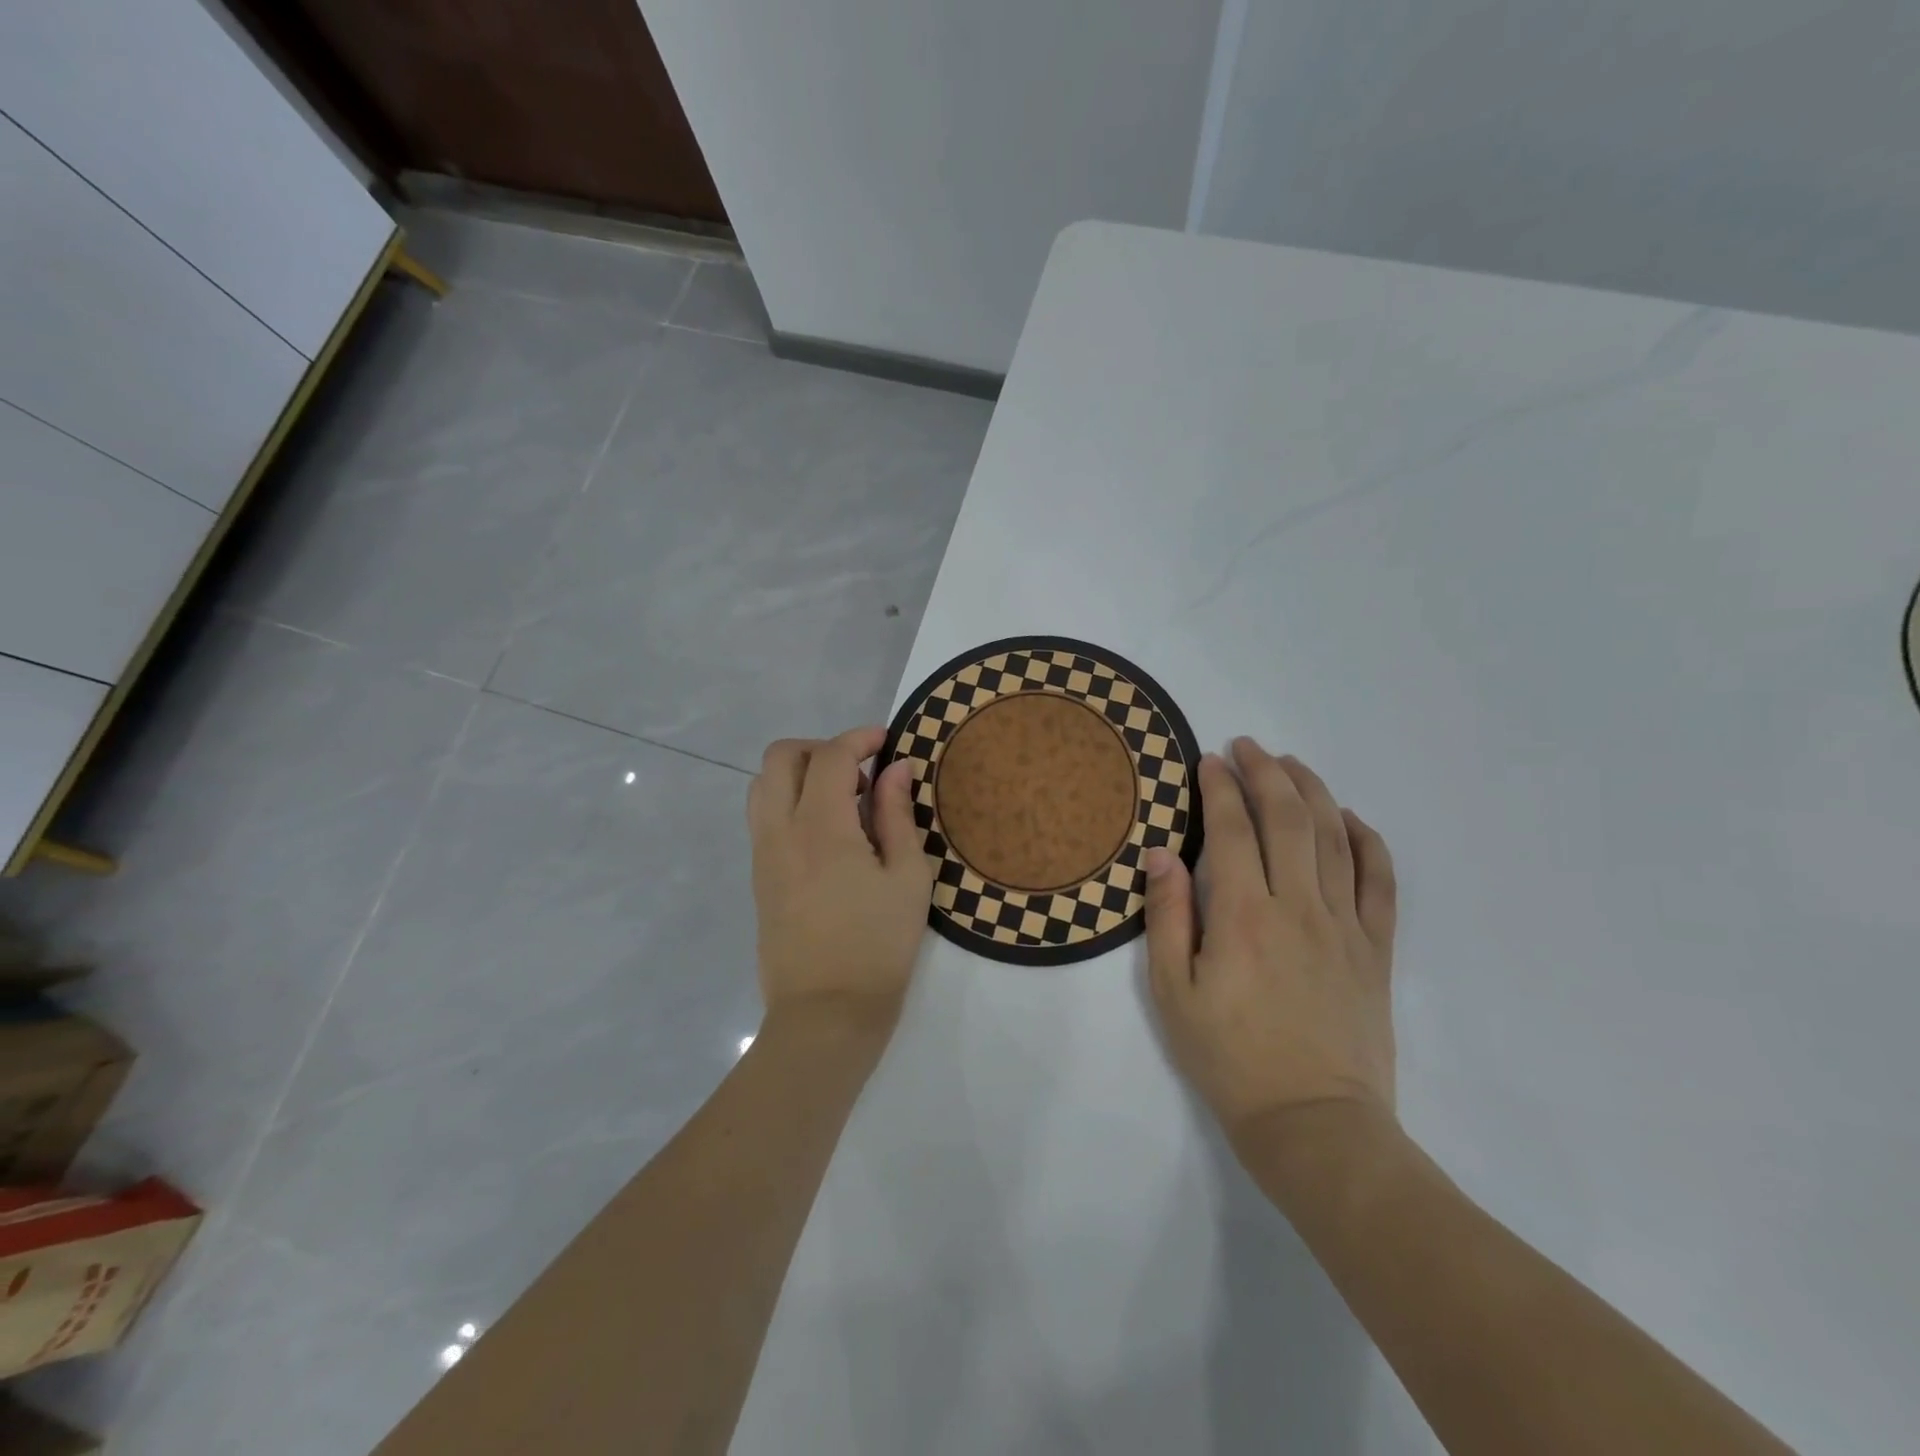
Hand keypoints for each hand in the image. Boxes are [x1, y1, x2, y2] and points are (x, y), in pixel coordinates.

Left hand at [748, 727, 935, 1032]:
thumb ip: (898, 814)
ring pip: (763, 784)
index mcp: (820, 826)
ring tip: (842, 803)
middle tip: (861, 773)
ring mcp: (762, 853)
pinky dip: (790, 801)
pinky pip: (763, 816)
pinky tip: (828, 834)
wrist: (825, 1014)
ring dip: (800, 774)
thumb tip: (896, 769)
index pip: (830, 756)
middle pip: (782, 757)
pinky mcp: (758, 876)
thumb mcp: (907, 877)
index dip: (860, 738)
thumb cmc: (878, 946)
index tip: (888, 742)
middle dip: (822, 748)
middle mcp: (780, 830)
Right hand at [1143, 738, 1397, 1145]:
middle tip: (1247, 746)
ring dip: (1313, 792)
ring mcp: (1345, 926)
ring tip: (1292, 764)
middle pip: (1288, 819)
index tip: (1209, 760)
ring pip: (1334, 838)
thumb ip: (1169, 917)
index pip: (1233, 831)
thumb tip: (1162, 853)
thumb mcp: (1174, 993)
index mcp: (1244, 916)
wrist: (1315, 1125)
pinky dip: (1368, 842)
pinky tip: (1351, 819)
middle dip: (1266, 773)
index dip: (1220, 789)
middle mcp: (1298, 907)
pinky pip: (1380, 882)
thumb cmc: (1230, 1059)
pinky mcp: (1376, 950)